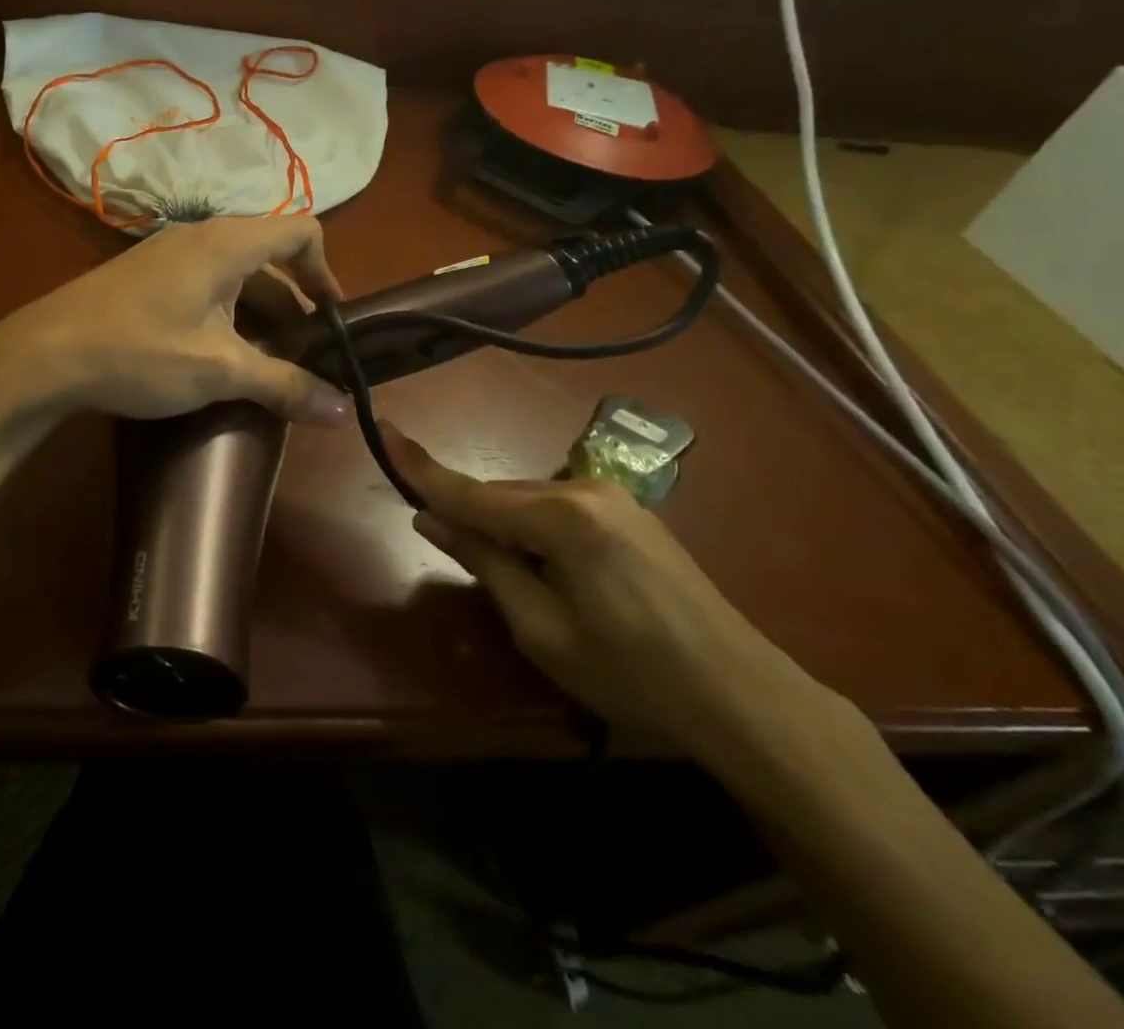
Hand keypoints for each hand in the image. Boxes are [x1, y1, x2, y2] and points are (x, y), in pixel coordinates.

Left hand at [0, 216, 354, 423]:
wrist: (44, 355)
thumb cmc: (140, 352)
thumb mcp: (219, 371)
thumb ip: (285, 385)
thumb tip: (345, 412)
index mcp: (227, 243)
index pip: (301, 232)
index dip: (326, 271)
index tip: (334, 319)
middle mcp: (201, 237)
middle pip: (268, 258)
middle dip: (294, 305)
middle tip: (305, 354)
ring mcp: (168, 254)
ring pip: (234, 276)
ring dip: (259, 315)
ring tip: (267, 363)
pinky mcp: (145, 277)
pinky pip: (204, 285)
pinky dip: (226, 314)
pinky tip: (217, 357)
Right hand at [382, 424, 833, 757]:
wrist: (742, 695)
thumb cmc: (632, 673)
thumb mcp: (541, 628)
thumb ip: (483, 562)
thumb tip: (429, 517)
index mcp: (562, 517)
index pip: (471, 491)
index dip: (419, 467)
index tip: (381, 429)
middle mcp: (585, 490)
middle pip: (501, 495)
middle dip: (467, 515)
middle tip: (441, 543)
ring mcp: (613, 498)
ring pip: (528, 502)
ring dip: (502, 527)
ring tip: (504, 575)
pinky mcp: (630, 514)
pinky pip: (557, 510)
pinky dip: (532, 531)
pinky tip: (541, 567)